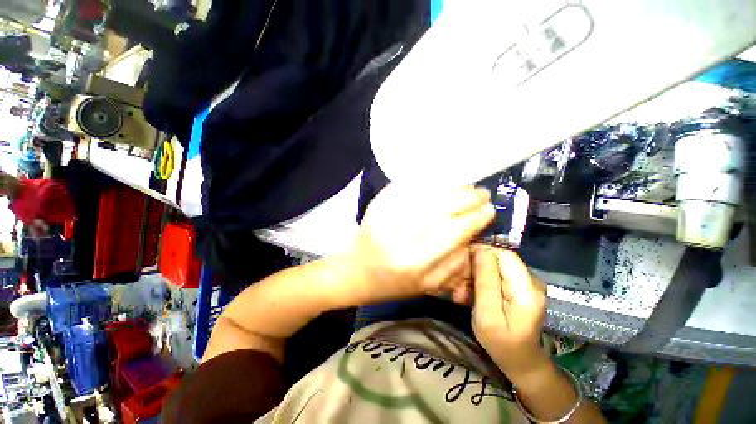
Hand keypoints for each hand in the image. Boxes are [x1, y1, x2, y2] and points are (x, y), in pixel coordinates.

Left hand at [342, 184, 495, 304]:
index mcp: (416, 262)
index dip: (475, 218)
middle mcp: (402, 236)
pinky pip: (407, 187)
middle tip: (482, 194)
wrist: (356, 270)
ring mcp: (388, 216)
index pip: (454, 232)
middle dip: (468, 198)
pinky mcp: (378, 205)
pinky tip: (441, 182)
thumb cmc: (392, 284)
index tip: (490, 210)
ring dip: (452, 188)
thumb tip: (472, 237)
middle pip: (443, 208)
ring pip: (427, 194)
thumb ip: (454, 265)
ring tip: (466, 188)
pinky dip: (428, 182)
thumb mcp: (427, 286)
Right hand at [471, 247, 548, 383]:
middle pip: (499, 259)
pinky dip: (482, 281)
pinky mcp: (519, 287)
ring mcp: (526, 284)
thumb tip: (480, 251)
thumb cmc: (502, 344)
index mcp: (526, 290)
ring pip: (495, 266)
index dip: (481, 252)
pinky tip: (471, 293)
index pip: (504, 255)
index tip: (461, 262)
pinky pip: (497, 275)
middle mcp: (531, 281)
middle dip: (475, 267)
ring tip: (461, 293)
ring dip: (475, 276)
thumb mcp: (488, 315)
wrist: (521, 362)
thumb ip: (485, 283)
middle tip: (458, 285)